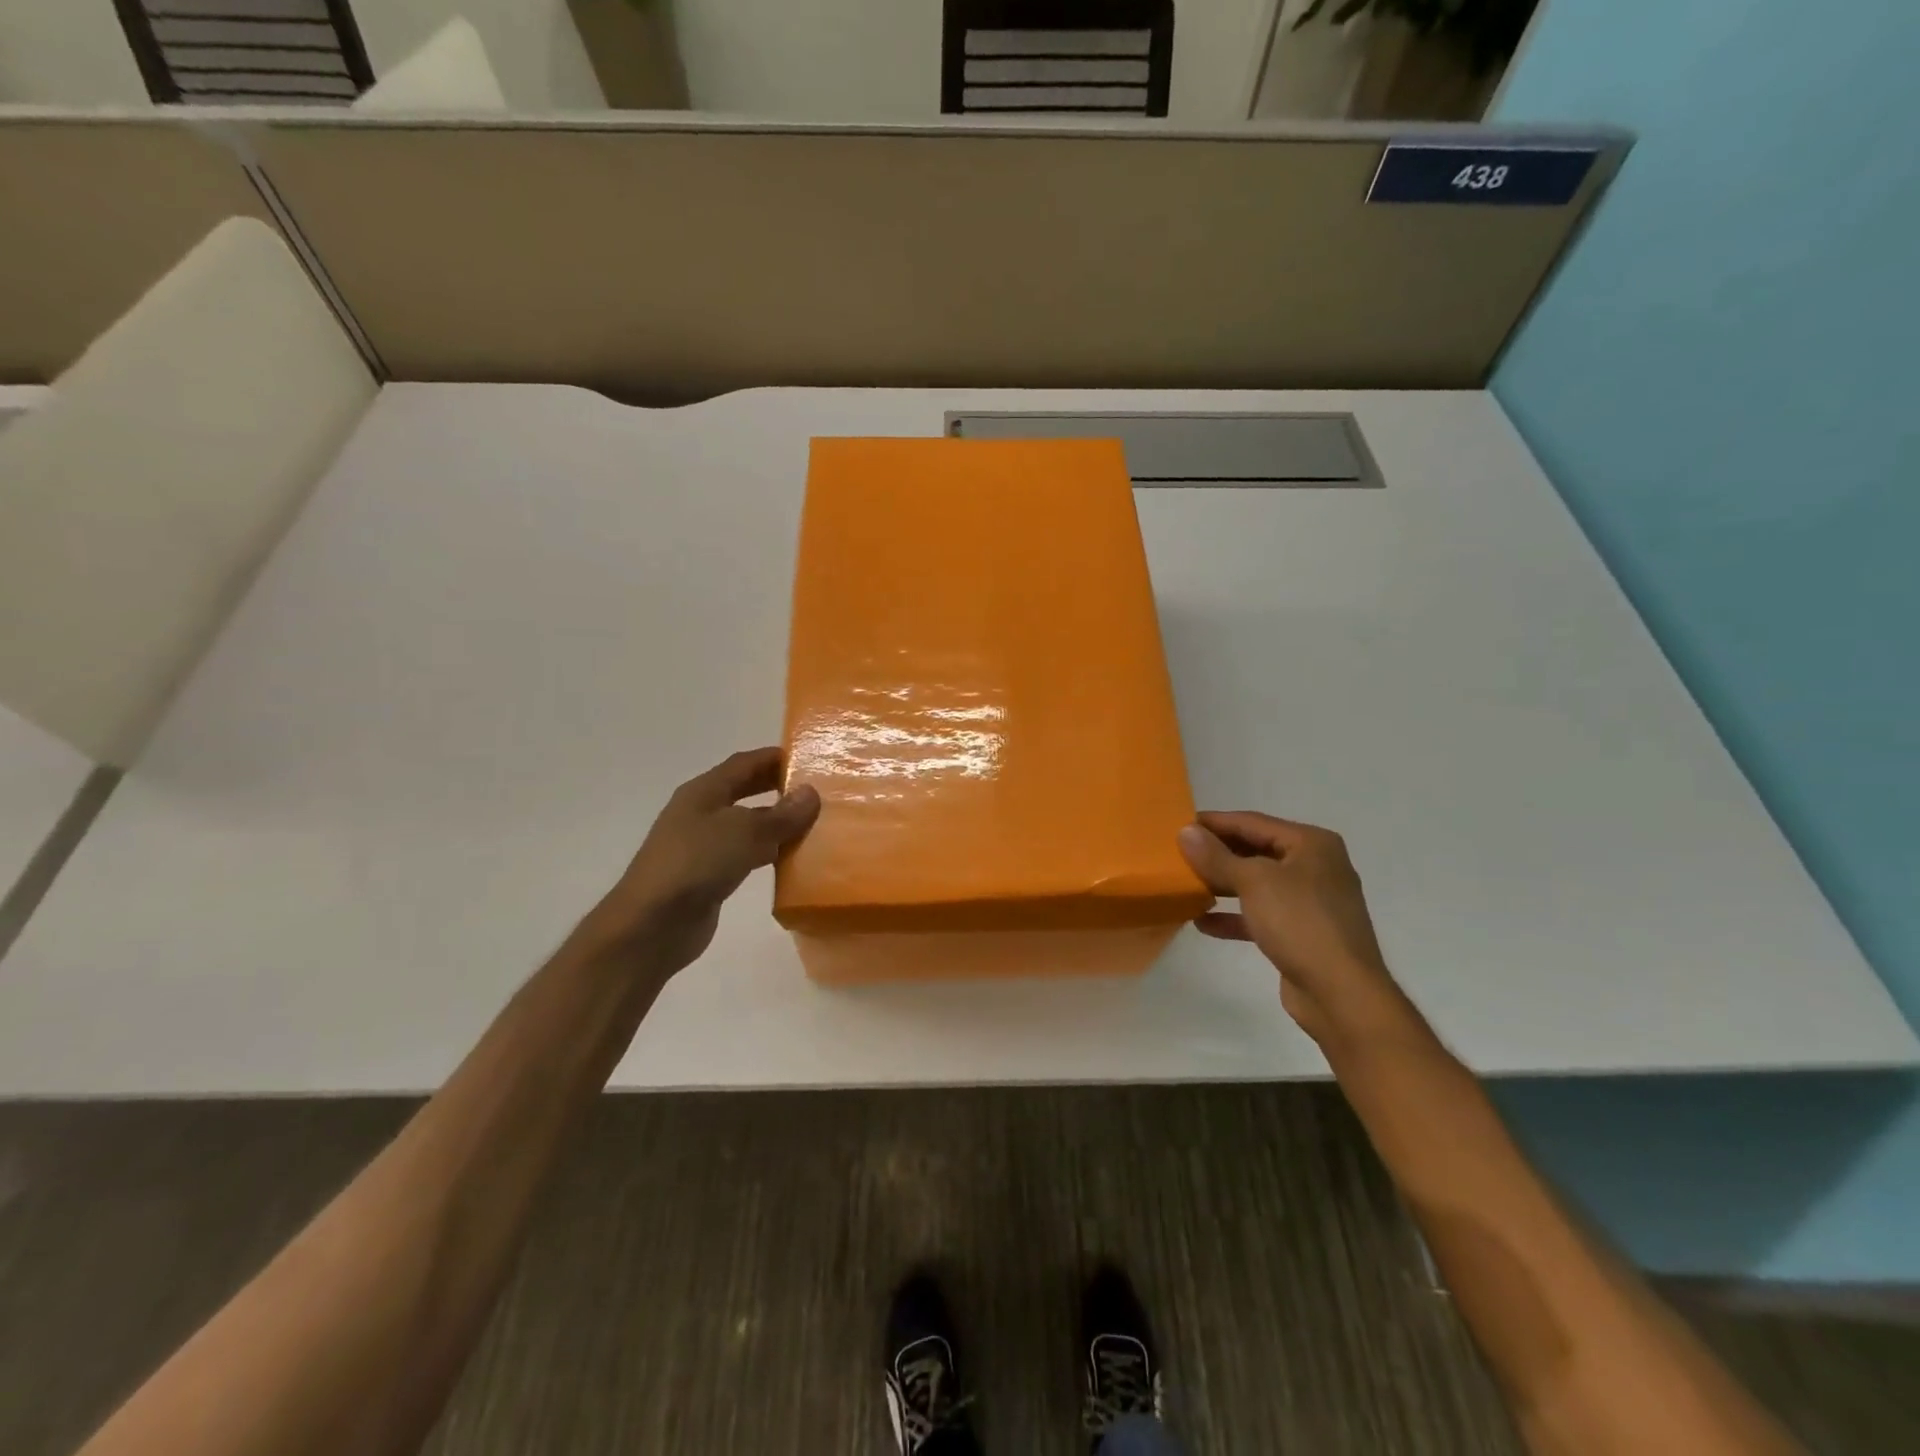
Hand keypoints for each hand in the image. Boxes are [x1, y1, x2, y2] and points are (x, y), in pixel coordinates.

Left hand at [582, 747, 819, 974]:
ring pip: (747, 824)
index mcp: (704, 791)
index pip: (744, 763)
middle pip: (745, 790)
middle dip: (777, 787)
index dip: (775, 758)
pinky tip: (792, 860)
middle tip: (816, 789)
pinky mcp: (709, 876)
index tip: (810, 758)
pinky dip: (769, 852)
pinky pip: (746, 855)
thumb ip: (781, 814)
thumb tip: (811, 793)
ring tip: (814, 823)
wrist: (652, 924)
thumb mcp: (744, 832)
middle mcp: (702, 813)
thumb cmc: (696, 863)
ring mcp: (704, 846)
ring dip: (777, 822)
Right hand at [1177, 812, 1414, 1050]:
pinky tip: (1203, 922)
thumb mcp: (1253, 882)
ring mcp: (1311, 901)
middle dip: (1217, 854)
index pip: (1252, 822)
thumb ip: (1216, 856)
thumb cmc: (1300, 923)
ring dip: (1222, 885)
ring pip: (1257, 884)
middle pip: (1255, 850)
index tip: (1178, 824)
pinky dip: (1234, 916)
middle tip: (1178, 854)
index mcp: (1311, 844)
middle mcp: (1315, 866)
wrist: (1342, 994)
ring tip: (1187, 885)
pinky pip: (1261, 914)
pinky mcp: (1302, 933)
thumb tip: (1185, 831)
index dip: (1214, 822)